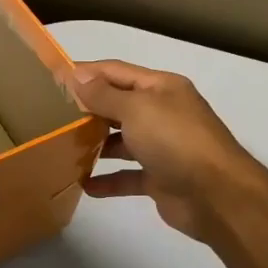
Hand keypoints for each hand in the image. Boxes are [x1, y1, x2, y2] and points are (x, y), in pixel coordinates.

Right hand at [67, 59, 262, 244]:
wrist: (217, 195)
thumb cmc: (175, 140)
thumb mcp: (136, 109)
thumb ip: (103, 94)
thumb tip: (76, 77)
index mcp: (161, 88)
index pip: (116, 71)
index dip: (86, 73)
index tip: (52, 80)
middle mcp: (162, 113)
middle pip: (117, 106)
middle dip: (87, 109)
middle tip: (50, 116)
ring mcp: (162, 147)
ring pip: (121, 141)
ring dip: (94, 145)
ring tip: (61, 148)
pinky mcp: (160, 178)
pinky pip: (127, 176)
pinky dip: (107, 180)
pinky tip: (84, 185)